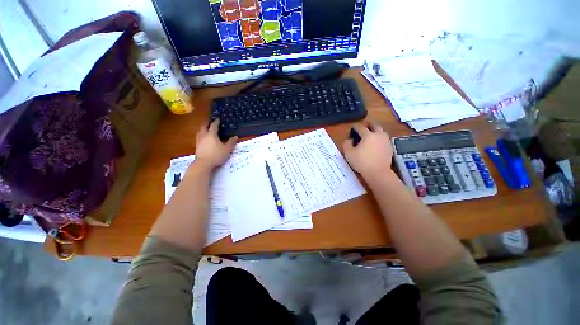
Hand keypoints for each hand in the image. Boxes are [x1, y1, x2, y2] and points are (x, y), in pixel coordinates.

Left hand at [194, 119, 237, 168]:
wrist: (204, 164)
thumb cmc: (217, 155)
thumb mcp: (227, 149)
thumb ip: (231, 142)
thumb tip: (235, 137)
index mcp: (212, 134)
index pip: (214, 125)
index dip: (216, 122)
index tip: (218, 119)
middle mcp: (204, 136)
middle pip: (204, 127)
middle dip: (207, 124)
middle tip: (211, 123)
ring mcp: (199, 141)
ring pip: (200, 132)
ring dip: (203, 129)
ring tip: (206, 130)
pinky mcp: (197, 147)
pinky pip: (199, 138)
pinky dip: (202, 136)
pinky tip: (204, 139)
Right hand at [343, 123, 393, 177]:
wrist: (378, 172)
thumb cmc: (362, 162)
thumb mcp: (349, 154)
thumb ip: (347, 144)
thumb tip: (349, 140)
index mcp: (368, 135)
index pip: (360, 127)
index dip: (355, 126)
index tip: (352, 128)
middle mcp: (378, 135)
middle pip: (374, 125)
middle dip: (368, 125)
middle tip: (364, 127)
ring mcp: (386, 141)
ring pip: (381, 131)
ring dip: (375, 131)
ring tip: (370, 135)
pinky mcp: (390, 147)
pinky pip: (384, 138)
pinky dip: (379, 138)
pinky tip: (375, 144)